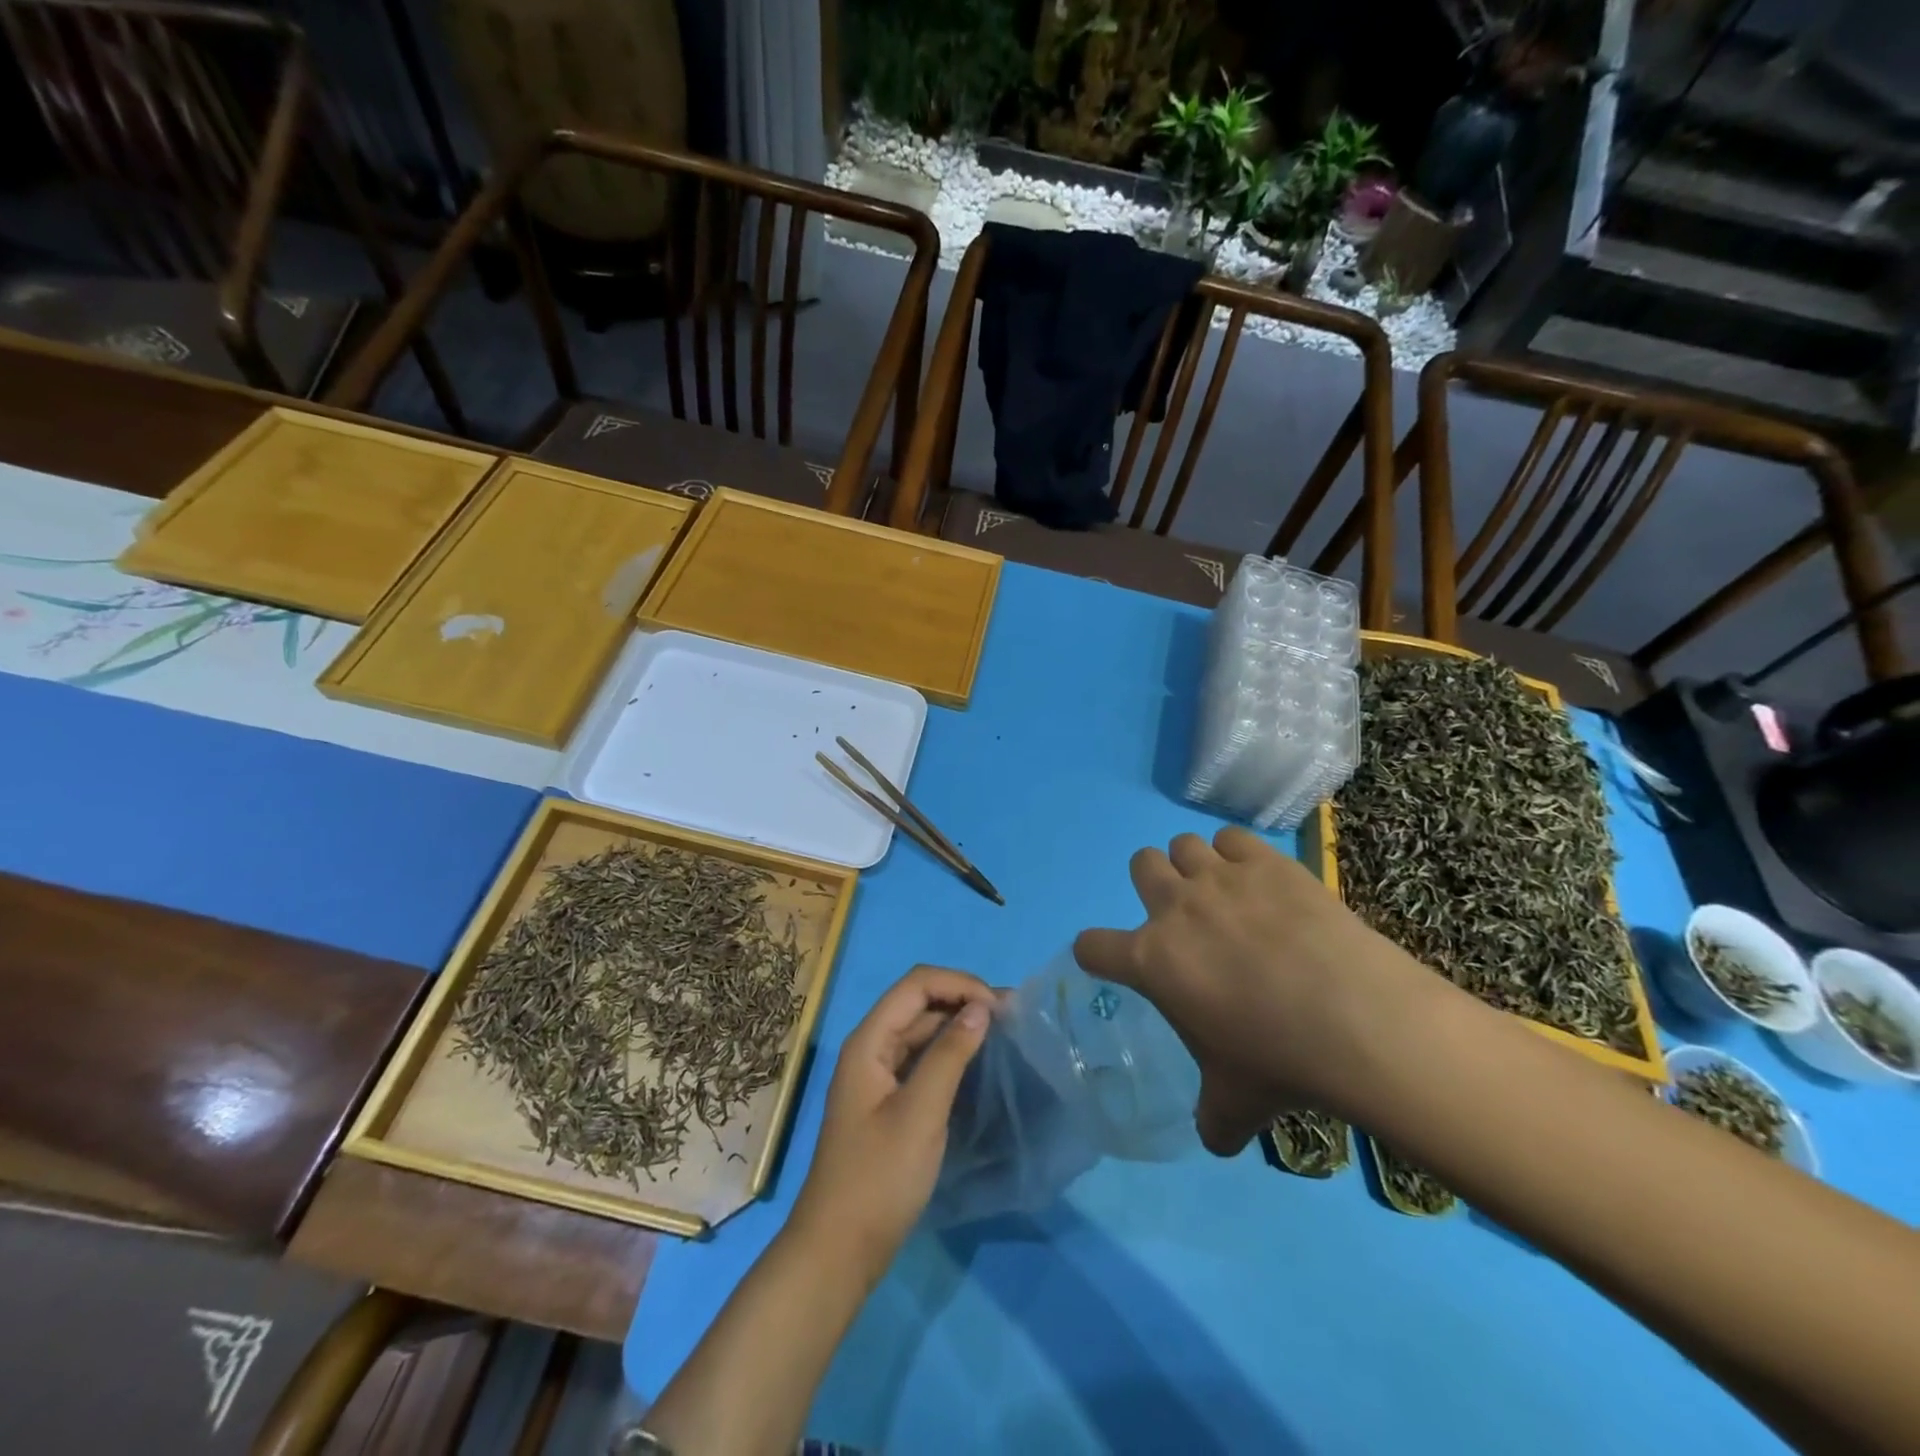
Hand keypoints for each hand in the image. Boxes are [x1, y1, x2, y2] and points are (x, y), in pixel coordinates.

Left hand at [790, 966, 994, 1281]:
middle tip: (1013, 1019)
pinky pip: (922, 1060)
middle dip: (964, 1001)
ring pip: (922, 1031)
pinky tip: (978, 1064)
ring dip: (960, 1026)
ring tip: (1004, 1035)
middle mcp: (871, 1048)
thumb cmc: (878, 1178)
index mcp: (869, 1041)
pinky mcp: (889, 1101)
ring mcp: (878, 1075)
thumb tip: (981, 1008)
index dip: (959, 984)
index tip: (1002, 1007)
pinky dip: (950, 1053)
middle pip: (919, 1003)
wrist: (839, 1250)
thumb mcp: (920, 1113)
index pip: (916, 985)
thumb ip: (950, 1055)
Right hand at [1074, 827, 1433, 1155]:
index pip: (1091, 946)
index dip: (1095, 953)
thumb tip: (1214, 1139)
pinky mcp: (1266, 863)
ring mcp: (1220, 880)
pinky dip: (1238, 855)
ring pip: (1183, 845)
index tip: (1113, 962)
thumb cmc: (1278, 1062)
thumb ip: (1212, 1118)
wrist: (1355, 1021)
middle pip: (1140, 865)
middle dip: (1154, 885)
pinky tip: (1261, 881)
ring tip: (1225, 893)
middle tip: (1185, 916)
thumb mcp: (1234, 1104)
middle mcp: (1175, 909)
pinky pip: (1232, 839)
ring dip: (1195, 866)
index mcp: (1151, 961)